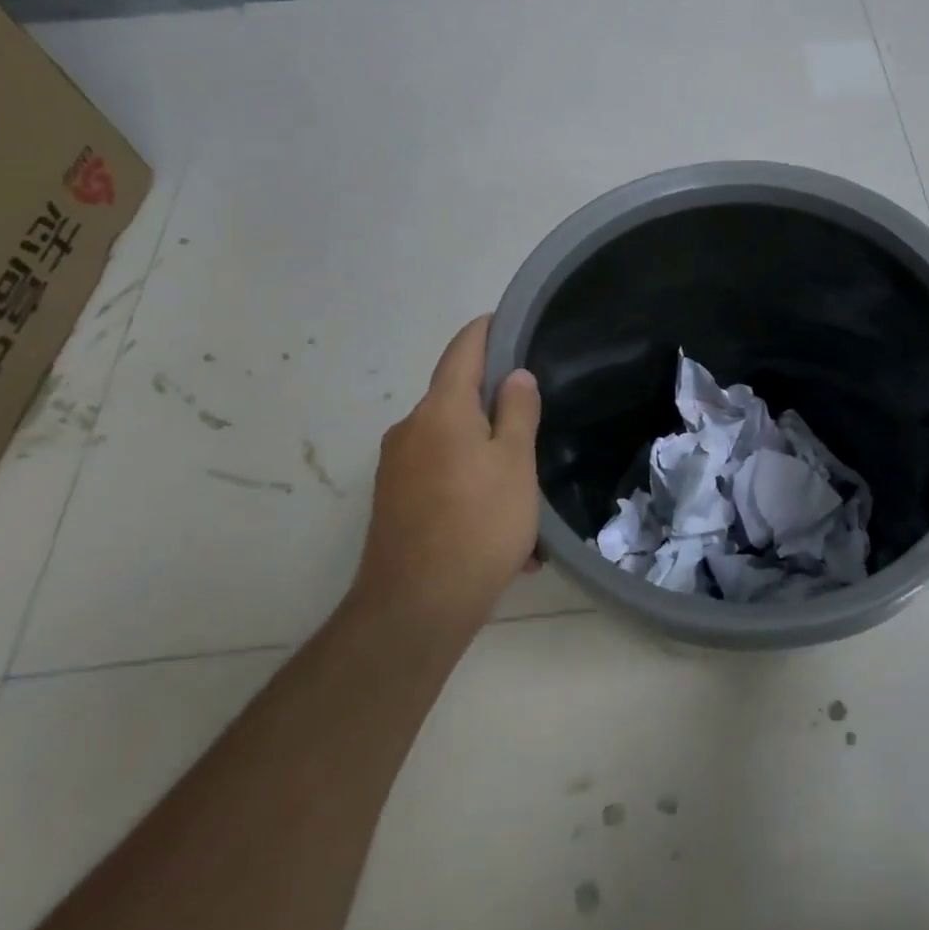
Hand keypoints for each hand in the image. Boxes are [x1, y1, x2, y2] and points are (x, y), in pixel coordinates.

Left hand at [352, 315, 540, 629]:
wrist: (415, 608)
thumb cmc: (478, 524)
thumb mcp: (515, 463)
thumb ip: (516, 412)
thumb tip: (513, 376)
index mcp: (441, 410)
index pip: (462, 350)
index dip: (485, 330)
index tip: (508, 320)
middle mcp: (410, 429)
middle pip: (457, 400)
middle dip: (495, 408)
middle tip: (535, 424)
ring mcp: (396, 467)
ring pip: (452, 445)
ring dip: (487, 458)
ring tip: (525, 496)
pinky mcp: (393, 502)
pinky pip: (440, 478)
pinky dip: (470, 487)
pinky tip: (502, 530)